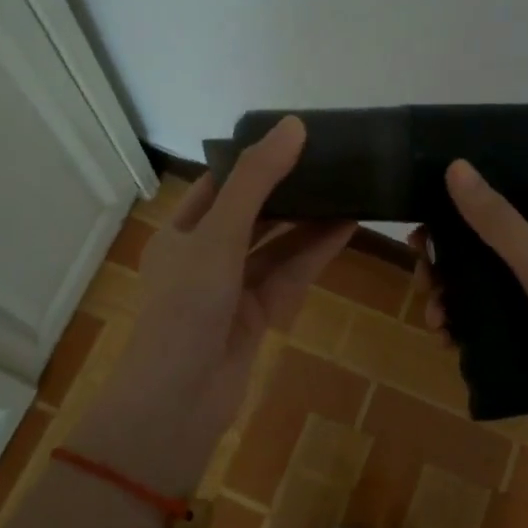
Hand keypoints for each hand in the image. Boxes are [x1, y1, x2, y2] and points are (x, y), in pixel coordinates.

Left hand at [78, 117, 353, 488]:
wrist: (179, 402)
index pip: (220, 185)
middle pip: (252, 213)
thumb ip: (256, 181)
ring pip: (275, 245)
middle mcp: (203, 256)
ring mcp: (231, 288)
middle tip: (331, 161)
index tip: (295, 138)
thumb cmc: (187, 306)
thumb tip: (293, 125)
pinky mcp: (256, 316)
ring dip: (308, 221)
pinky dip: (314, 252)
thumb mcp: (218, 234)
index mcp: (180, 232)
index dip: (255, 161)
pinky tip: (346, 227)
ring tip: (348, 188)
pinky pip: (288, 275)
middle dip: (288, 190)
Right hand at [415, 160, 527, 441]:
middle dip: (444, 272)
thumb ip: (494, 220)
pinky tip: (451, 346)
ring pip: (481, 298)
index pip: (487, 217)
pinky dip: (467, 334)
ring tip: (437, 327)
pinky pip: (491, 331)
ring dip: (451, 306)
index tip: (417, 242)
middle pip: (478, 260)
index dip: (450, 225)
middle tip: (424, 288)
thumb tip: (455, 165)